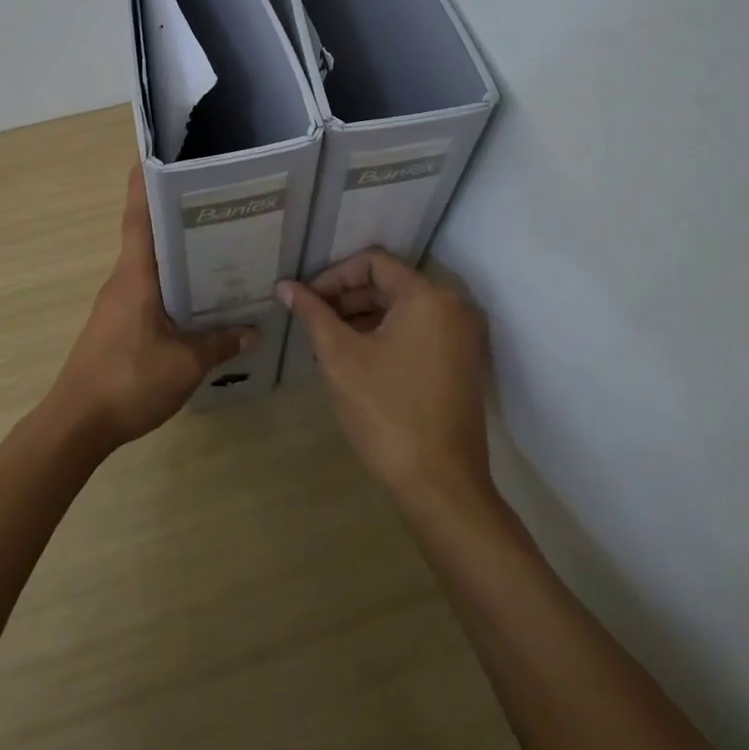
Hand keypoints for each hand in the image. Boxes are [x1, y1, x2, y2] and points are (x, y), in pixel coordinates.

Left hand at [45, 167, 251, 452]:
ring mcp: (118, 302)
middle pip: (148, 235)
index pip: (137, 216)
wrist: (77, 423)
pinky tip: (198, 299)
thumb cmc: (128, 380)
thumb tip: (252, 329)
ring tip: (218, 246)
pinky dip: (172, 284)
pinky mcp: (118, 324)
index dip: (143, 183)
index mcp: (136, 276)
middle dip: (176, 214)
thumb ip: (219, 344)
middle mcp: (124, 280)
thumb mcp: (185, 365)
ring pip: (151, 265)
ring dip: (177, 253)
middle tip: (216, 201)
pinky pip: (149, 291)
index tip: (153, 152)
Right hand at [277, 250, 491, 506]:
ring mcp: (463, 336)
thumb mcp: (340, 358)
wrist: (441, 487)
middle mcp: (453, 306)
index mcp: (427, 297)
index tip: (306, 300)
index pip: (373, 262)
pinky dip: (385, 335)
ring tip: (326, 341)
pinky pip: (418, 331)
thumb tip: (285, 286)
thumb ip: (313, 313)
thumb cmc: (386, 414)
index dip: (334, 276)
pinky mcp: (462, 362)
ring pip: (402, 308)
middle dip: (346, 298)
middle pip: (389, 283)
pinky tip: (355, 358)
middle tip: (312, 321)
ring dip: (362, 317)